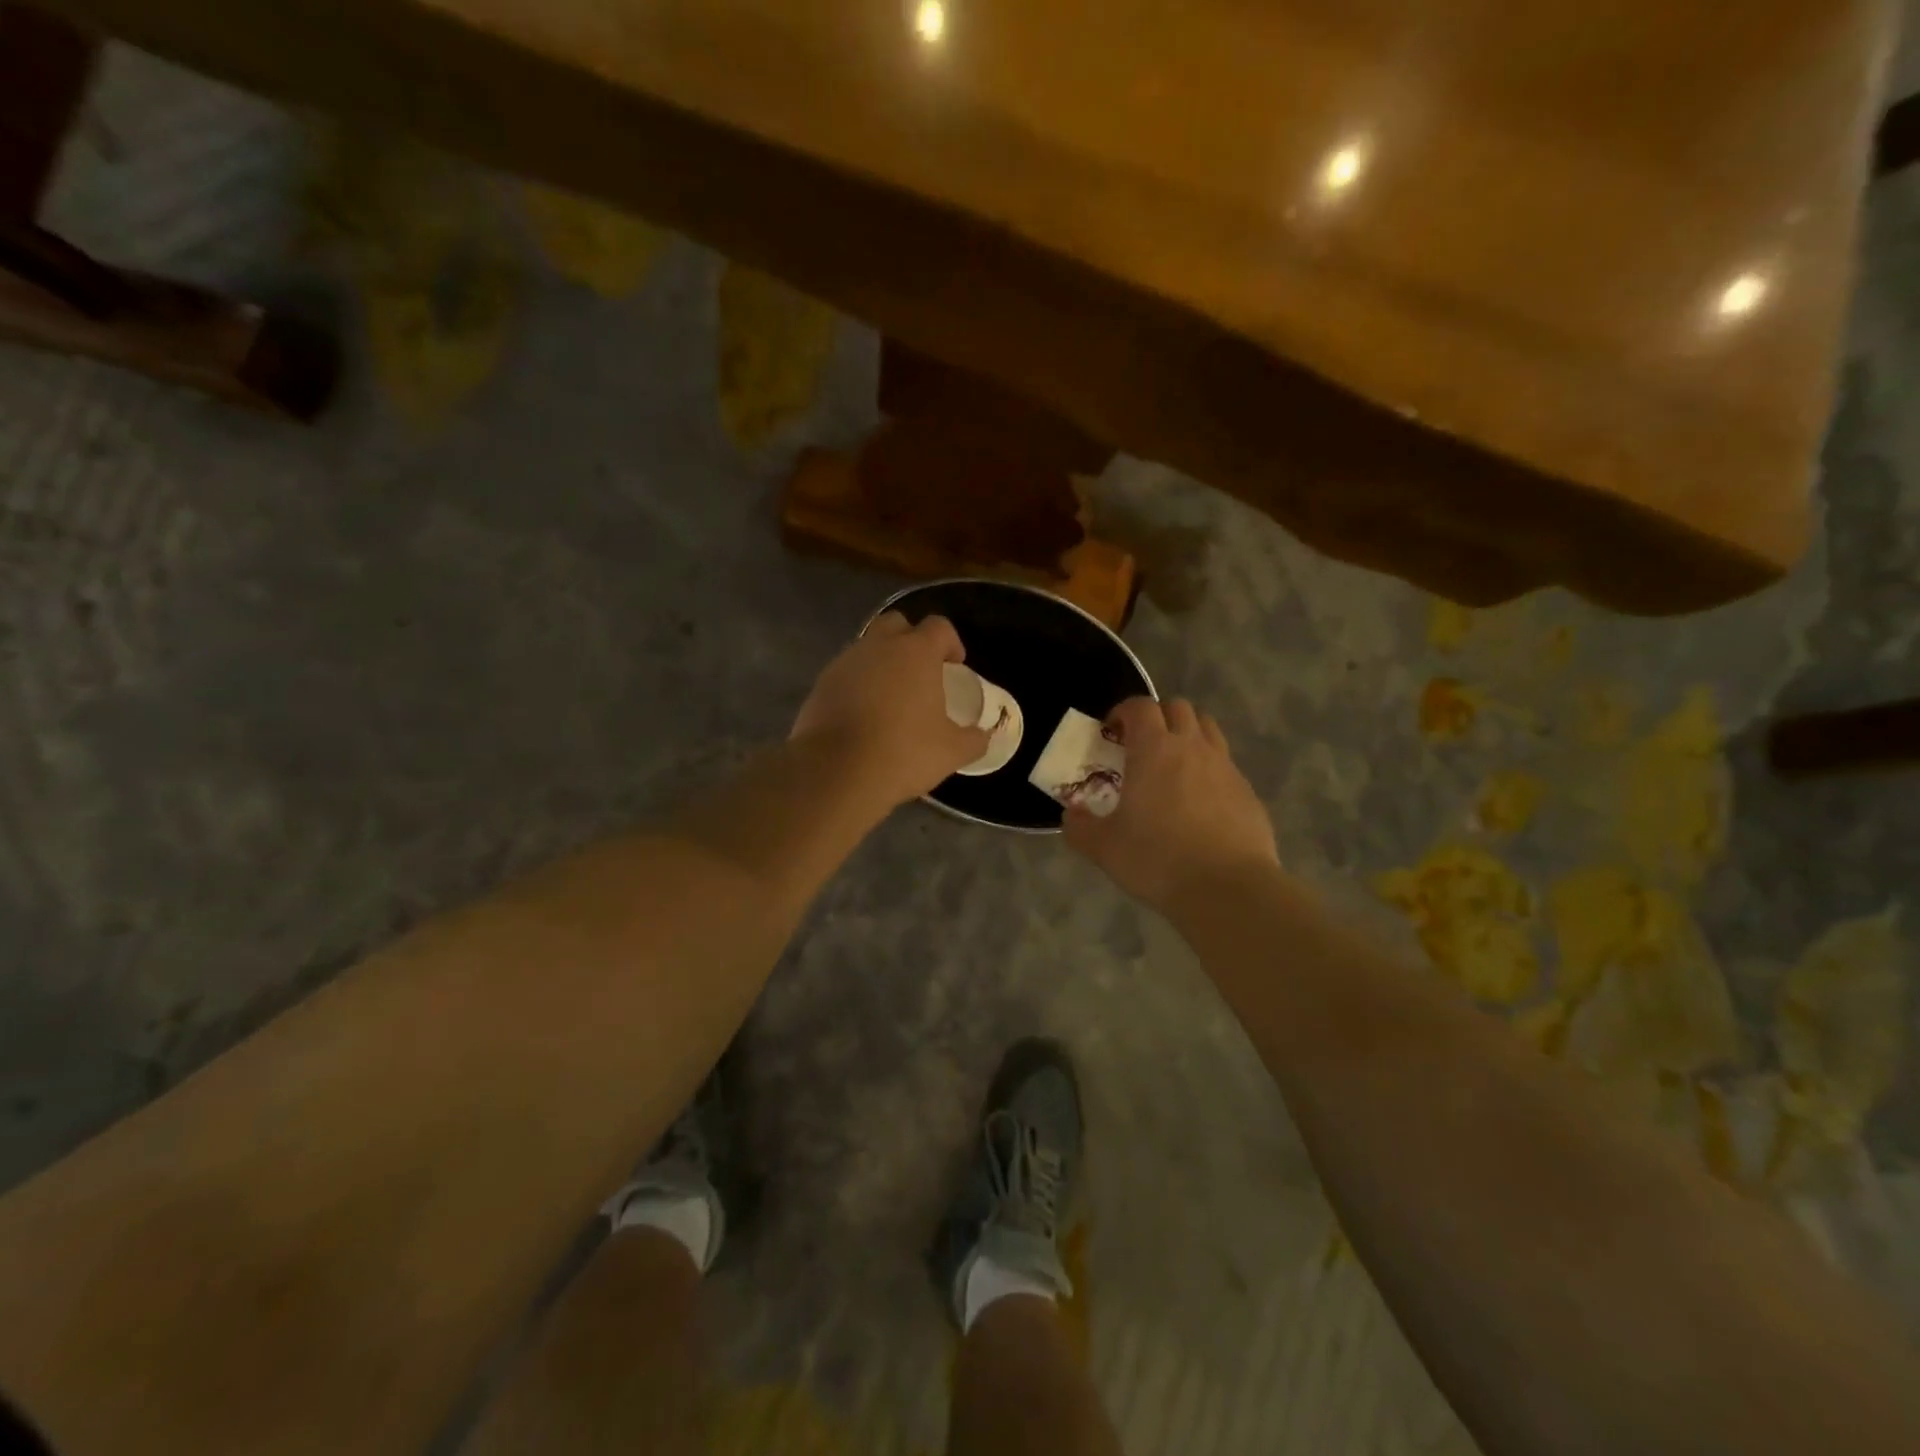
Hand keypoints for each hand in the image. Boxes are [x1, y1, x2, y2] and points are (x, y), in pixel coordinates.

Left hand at [791, 612, 989, 808]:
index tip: (955, 665)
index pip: (939, 627)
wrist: (836, 772)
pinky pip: (846, 673)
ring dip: (882, 663)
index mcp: (916, 652)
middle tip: (921, 672)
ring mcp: (845, 662)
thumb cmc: (903, 753)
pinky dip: (858, 684)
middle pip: (897, 624)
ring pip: (867, 648)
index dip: (951, 642)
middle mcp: (878, 646)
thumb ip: (974, 739)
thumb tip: (983, 736)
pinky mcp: (821, 684)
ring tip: (891, 697)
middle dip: (911, 640)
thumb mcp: (951, 752)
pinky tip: (864, 714)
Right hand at [1065, 697, 1277, 912]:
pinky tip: (1199, 801)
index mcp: (1154, 750)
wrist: (1228, 889)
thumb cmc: (1157, 859)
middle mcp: (1192, 747)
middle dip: (1157, 717)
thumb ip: (1080, 827)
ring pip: (1207, 728)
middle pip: (1178, 708)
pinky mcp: (1247, 791)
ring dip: (1187, 734)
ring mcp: (1225, 767)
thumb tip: (1071, 815)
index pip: (1140, 706)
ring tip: (1172, 765)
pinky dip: (1208, 768)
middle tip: (1141, 745)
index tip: (1111, 732)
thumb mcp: (1104, 848)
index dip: (1123, 711)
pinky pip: (1225, 764)